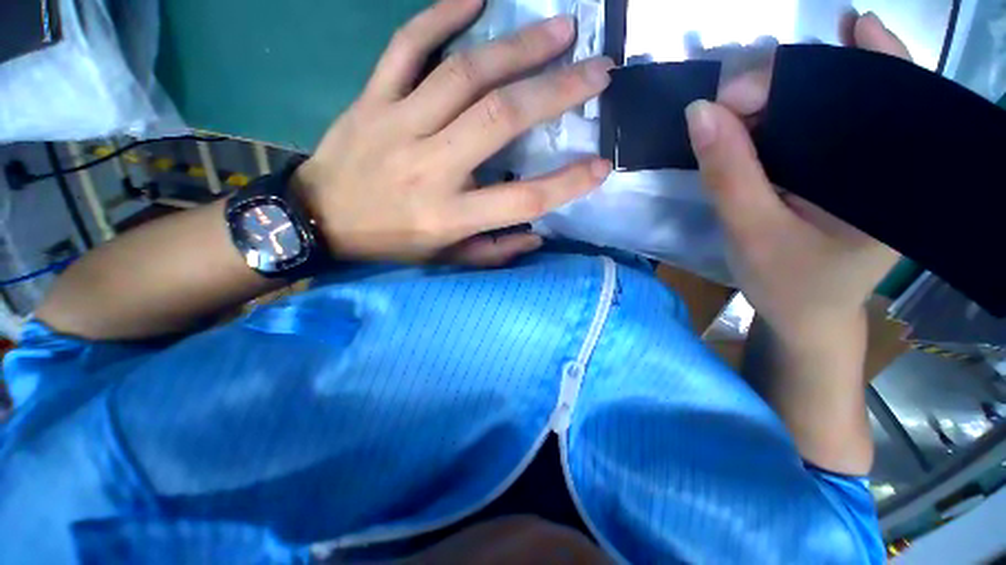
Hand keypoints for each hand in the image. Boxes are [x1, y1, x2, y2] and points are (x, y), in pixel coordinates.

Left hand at [294, 0, 612, 265]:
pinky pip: (406, 46)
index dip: (566, 183)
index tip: (601, 166)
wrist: (320, 218)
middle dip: (555, 91)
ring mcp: (398, 125)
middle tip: (598, 69)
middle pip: (500, 119)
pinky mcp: (372, 100)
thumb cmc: (391, 242)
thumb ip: (493, 251)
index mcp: (449, 216)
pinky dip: (440, 15)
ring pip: (464, 74)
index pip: (521, 199)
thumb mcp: (445, 260)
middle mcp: (431, 168)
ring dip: (518, 46)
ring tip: (560, 29)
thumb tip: (536, 236)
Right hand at [686, 13, 910, 348]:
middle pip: (847, 84)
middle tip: (729, 104)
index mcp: (895, 171)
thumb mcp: (751, 232)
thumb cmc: (788, 285)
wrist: (808, 318)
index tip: (732, 98)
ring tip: (737, 111)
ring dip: (781, 99)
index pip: (862, 87)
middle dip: (784, 83)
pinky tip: (758, 119)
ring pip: (830, 102)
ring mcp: (872, 162)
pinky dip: (785, 117)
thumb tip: (700, 111)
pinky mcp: (849, 172)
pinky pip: (820, 127)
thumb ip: (728, 172)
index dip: (797, 76)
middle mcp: (895, 155)